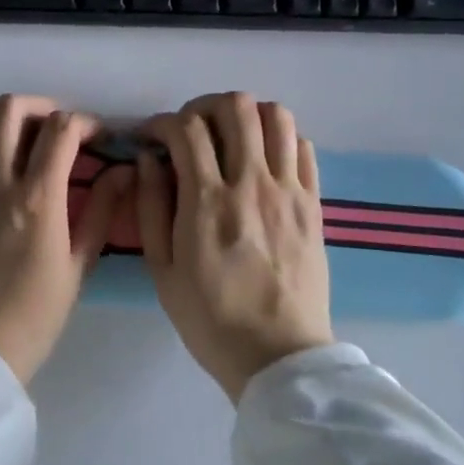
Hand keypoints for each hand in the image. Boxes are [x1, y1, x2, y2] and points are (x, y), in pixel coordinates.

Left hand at [0, 95, 132, 384]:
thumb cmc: (30, 320)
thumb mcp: (77, 269)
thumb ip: (102, 212)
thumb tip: (123, 170)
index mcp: (36, 200)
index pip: (61, 130)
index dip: (84, 121)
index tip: (93, 134)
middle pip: (10, 109)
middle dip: (38, 106)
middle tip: (50, 126)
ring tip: (6, 130)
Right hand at [136, 93, 333, 401]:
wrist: (279, 358)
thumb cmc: (210, 318)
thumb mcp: (161, 269)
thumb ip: (150, 205)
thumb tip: (149, 158)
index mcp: (207, 201)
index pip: (186, 128)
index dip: (162, 122)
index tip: (152, 136)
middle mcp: (251, 183)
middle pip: (235, 107)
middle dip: (204, 106)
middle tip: (191, 129)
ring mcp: (288, 191)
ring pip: (275, 116)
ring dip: (246, 114)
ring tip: (230, 136)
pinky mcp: (314, 204)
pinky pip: (303, 146)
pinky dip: (280, 138)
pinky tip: (263, 158)